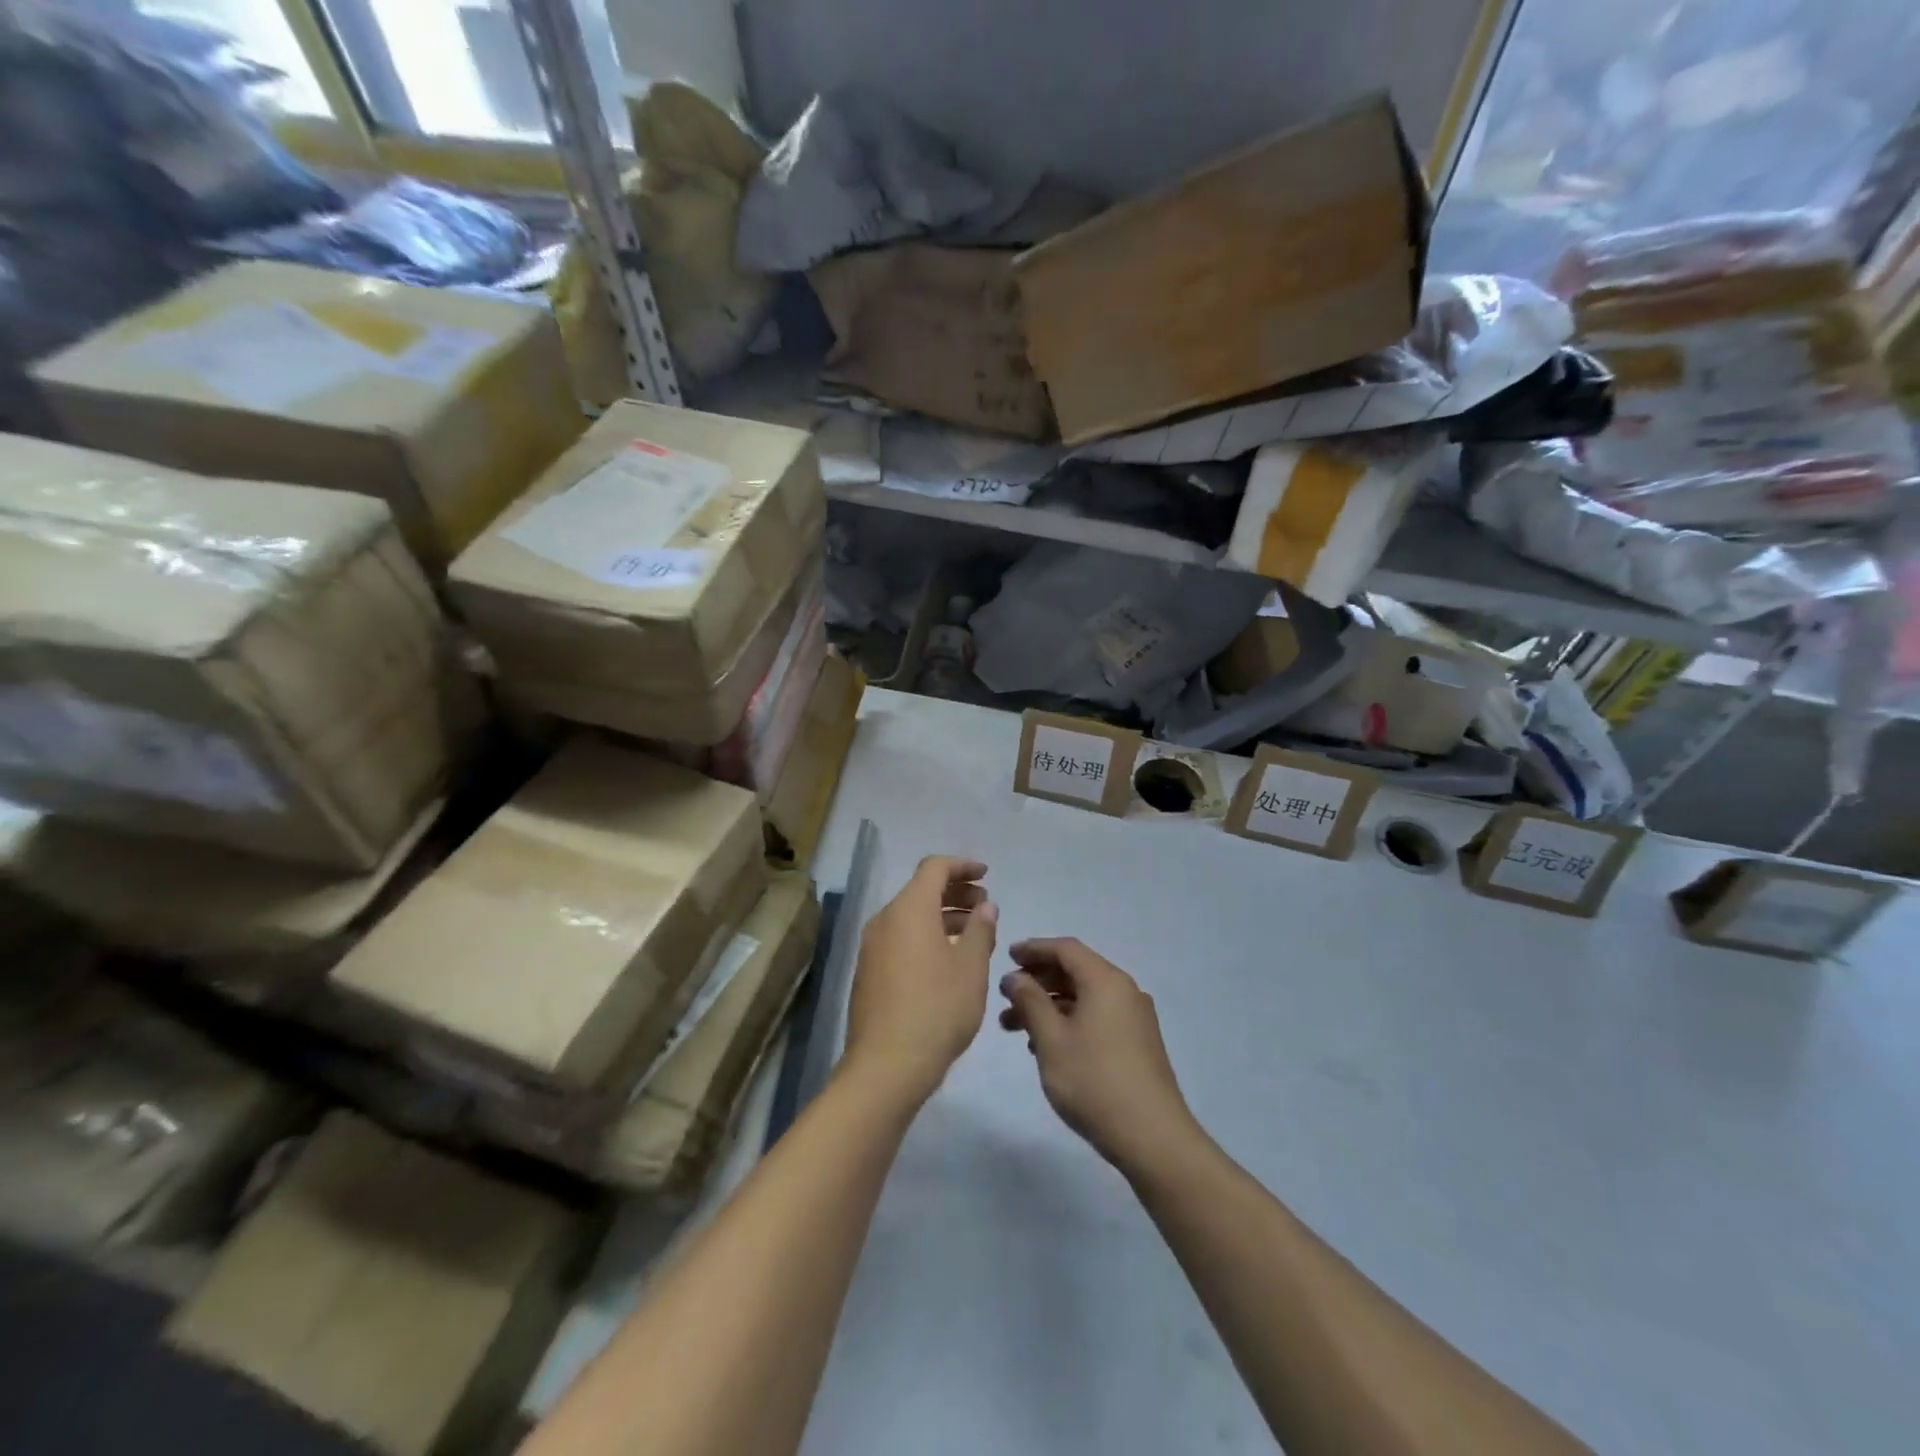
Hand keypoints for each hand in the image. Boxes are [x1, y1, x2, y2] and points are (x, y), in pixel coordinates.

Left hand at [845, 856, 997, 1103]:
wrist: (887, 1065)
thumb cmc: (937, 1009)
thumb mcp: (971, 968)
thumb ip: (981, 930)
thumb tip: (985, 906)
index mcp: (909, 909)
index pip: (934, 867)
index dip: (962, 866)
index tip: (986, 875)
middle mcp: (885, 920)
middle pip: (921, 890)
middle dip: (955, 892)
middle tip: (985, 906)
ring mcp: (873, 947)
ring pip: (911, 916)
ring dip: (943, 917)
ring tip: (974, 933)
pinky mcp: (869, 972)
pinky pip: (901, 938)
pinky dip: (927, 936)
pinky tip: (949, 960)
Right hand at [998, 938, 1198, 1175]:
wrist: (1152, 1136)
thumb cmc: (1094, 1081)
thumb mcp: (1051, 1039)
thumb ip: (1030, 1002)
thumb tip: (1016, 977)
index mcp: (1105, 980)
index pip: (1066, 949)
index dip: (1034, 949)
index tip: (1007, 957)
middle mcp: (1124, 990)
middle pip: (1076, 971)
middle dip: (1038, 981)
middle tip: (1006, 997)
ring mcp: (1134, 1017)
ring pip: (1084, 997)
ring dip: (1050, 1005)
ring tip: (1015, 1028)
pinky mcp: (1138, 1042)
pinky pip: (1097, 1016)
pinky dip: (1069, 1020)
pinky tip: (1047, 1046)